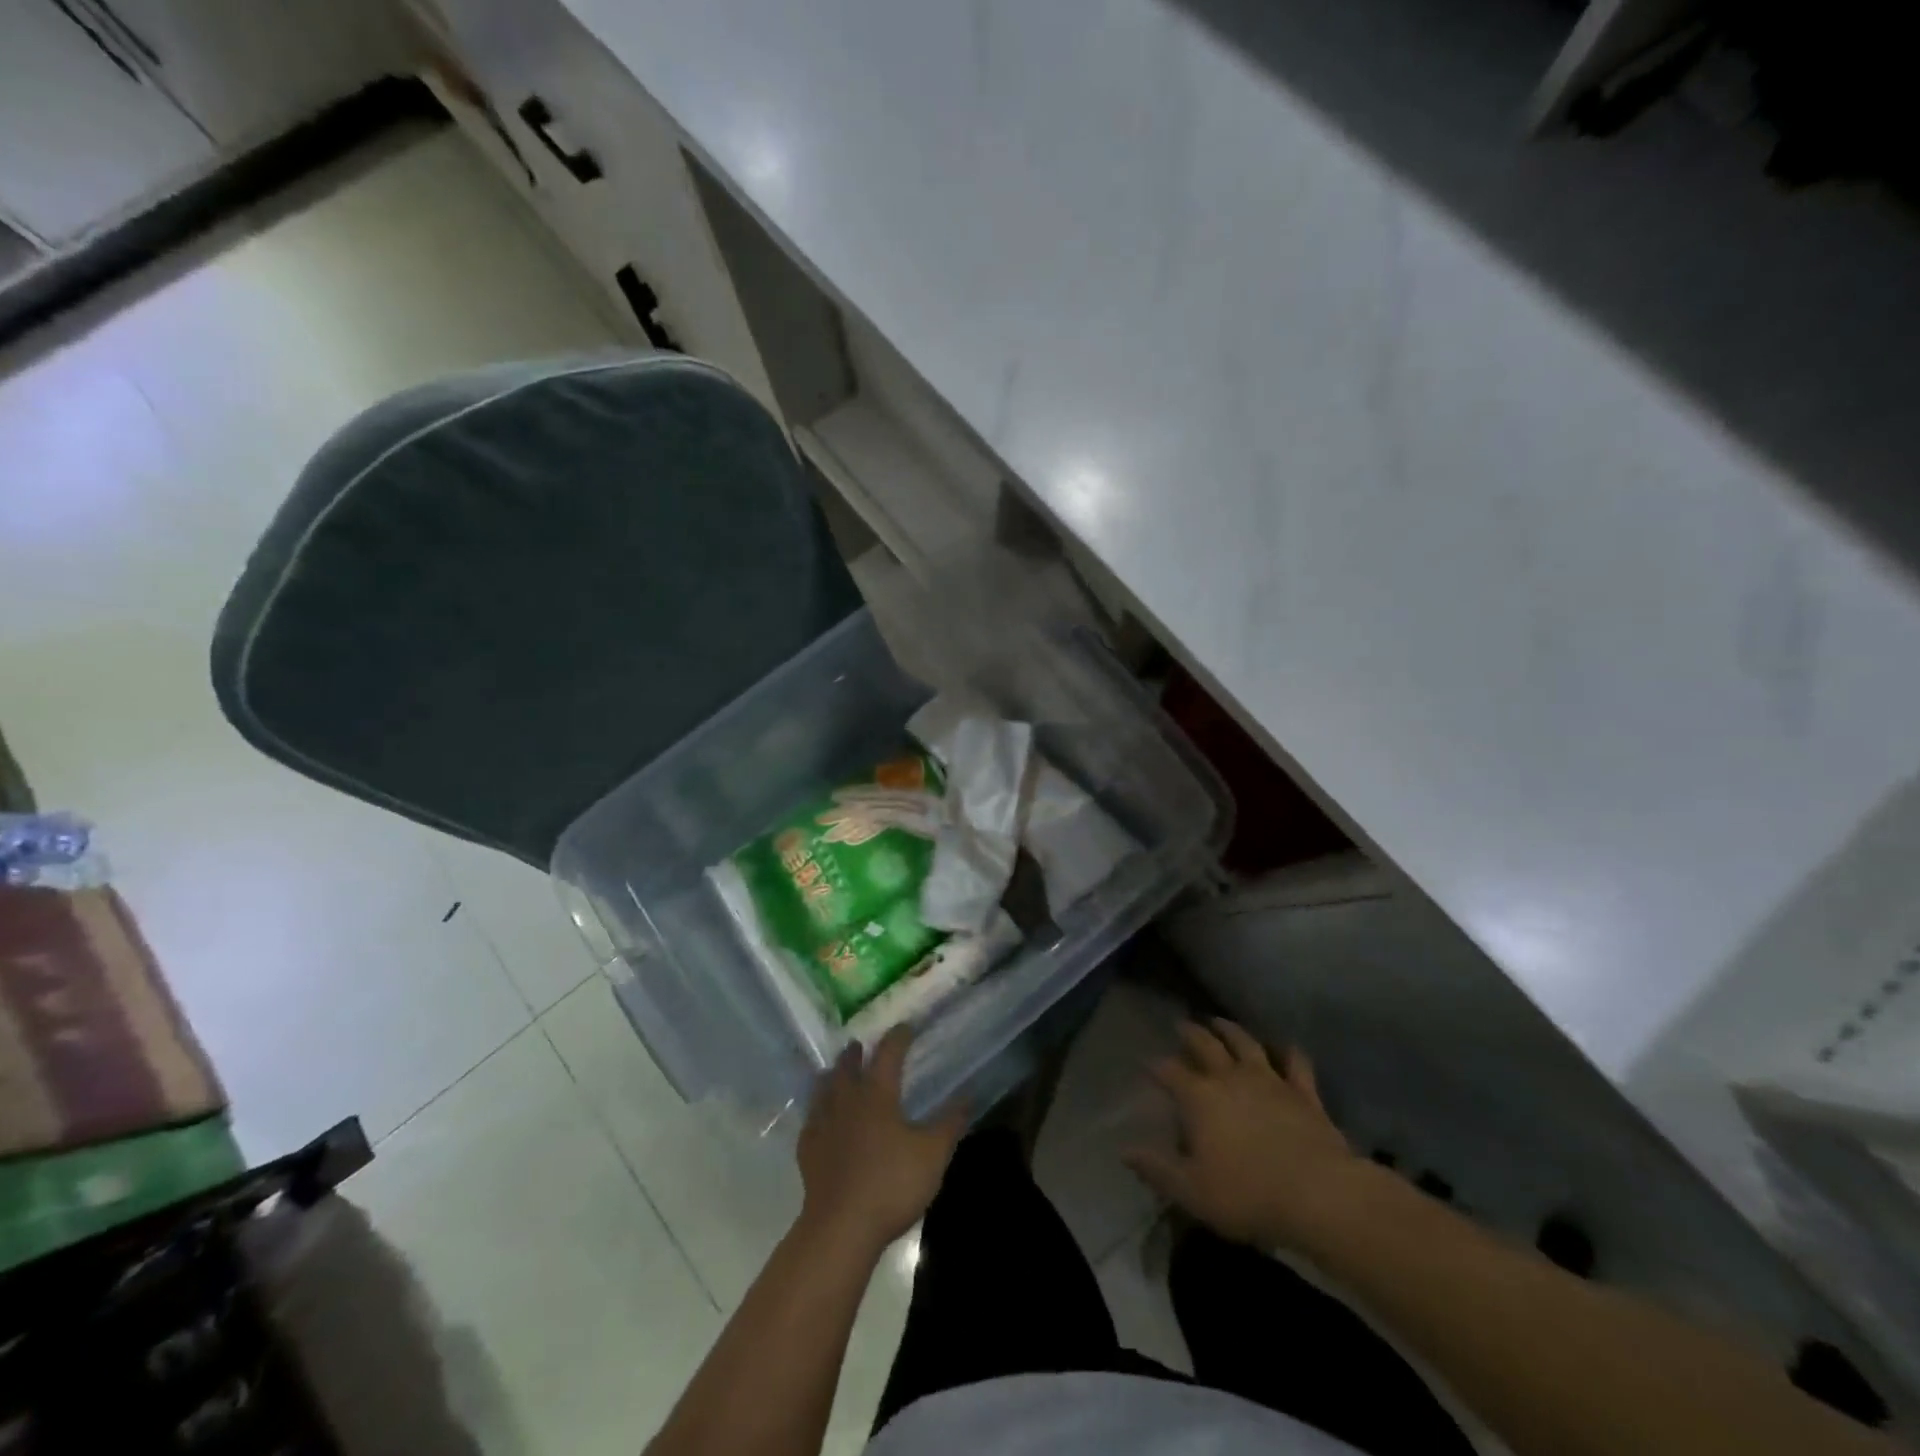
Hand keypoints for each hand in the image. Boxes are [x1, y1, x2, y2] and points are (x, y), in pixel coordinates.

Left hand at [797, 1027, 966, 1253]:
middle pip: (848, 1068)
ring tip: (833, 1072)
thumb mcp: (933, 1154)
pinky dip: (816, 1112)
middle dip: (855, 1053)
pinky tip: (818, 1119)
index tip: (905, 1027)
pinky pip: (811, 1121)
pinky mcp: (808, 1151)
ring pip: (823, 1090)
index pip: (888, 1054)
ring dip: (831, 1076)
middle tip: (858, 1045)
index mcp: (877, 1095)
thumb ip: (950, 1124)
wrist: (841, 1227)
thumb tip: (968, 1095)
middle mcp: (847, 1101)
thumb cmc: (891, 1184)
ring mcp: (823, 1125)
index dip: (898, 1038)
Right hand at [1126, 1019, 1363, 1249]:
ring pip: (1246, 1044)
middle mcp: (1230, 1078)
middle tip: (1181, 1024)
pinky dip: (1288, 1052)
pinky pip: (1295, 1064)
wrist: (1319, 1195)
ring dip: (1231, 1030)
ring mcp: (1270, 1080)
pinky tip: (1285, 1047)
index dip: (1156, 1066)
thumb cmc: (1247, 1195)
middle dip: (1190, 1033)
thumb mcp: (1191, 1190)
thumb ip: (1156, 1168)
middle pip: (1205, 1045)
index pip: (1169, 1071)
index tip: (1147, 1064)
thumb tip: (1125, 1150)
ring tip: (1220, 1022)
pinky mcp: (1304, 1093)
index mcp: (1199, 1097)